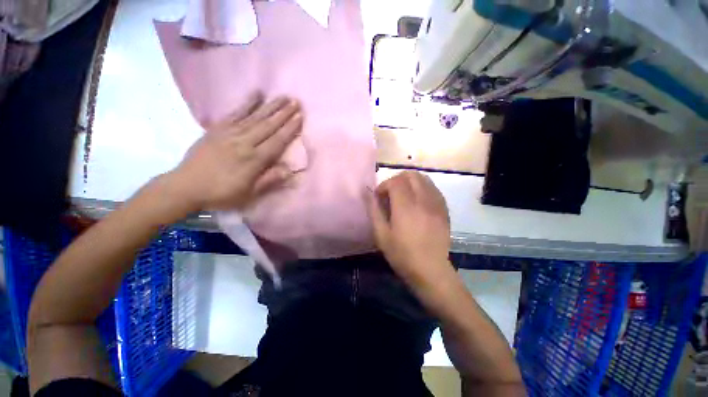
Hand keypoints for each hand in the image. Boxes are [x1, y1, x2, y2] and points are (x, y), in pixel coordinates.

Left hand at [167, 93, 302, 211]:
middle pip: (268, 125)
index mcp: (254, 160)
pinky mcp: (217, 128)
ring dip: (271, 106)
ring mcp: (230, 133)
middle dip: (284, 113)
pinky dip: (247, 102)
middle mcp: (244, 143)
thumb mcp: (249, 194)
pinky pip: (235, 112)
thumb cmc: (222, 193)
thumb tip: (290, 170)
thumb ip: (269, 180)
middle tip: (296, 101)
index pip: (277, 141)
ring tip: (283, 96)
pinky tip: (256, 93)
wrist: (186, 186)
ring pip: (255, 117)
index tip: (300, 117)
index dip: (290, 129)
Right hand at [367, 171, 451, 283]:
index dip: (384, 185)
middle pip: (411, 175)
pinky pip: (433, 188)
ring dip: (410, 182)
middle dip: (397, 180)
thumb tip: (368, 192)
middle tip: (390, 194)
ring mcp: (436, 204)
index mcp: (406, 207)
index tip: (379, 197)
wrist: (430, 270)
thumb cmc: (402, 254)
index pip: (395, 181)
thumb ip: (374, 210)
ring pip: (424, 179)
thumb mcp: (381, 234)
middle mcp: (423, 200)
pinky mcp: (444, 209)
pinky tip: (417, 202)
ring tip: (403, 196)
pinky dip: (422, 188)